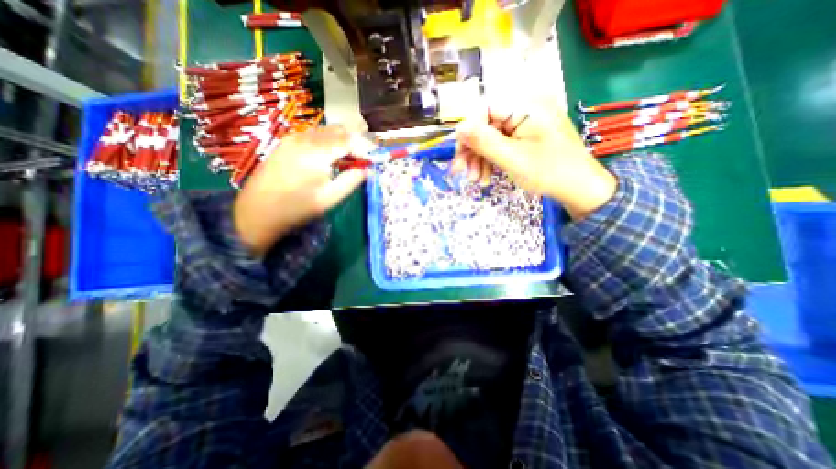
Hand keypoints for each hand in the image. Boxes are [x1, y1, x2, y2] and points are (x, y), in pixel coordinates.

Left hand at [233, 127, 365, 253]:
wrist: (257, 211)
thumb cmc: (297, 208)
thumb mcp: (329, 199)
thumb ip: (352, 181)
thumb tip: (369, 170)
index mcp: (316, 153)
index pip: (349, 141)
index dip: (366, 148)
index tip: (377, 158)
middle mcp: (305, 139)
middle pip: (339, 130)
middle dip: (357, 141)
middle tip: (367, 157)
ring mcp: (293, 137)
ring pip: (327, 130)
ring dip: (344, 140)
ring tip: (353, 157)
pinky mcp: (287, 141)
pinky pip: (315, 134)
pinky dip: (330, 141)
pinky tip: (332, 155)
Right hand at [455, 101, 614, 218]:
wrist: (579, 188)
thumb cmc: (549, 172)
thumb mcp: (512, 158)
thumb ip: (484, 142)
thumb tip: (459, 128)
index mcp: (526, 107)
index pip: (484, 109)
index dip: (468, 132)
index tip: (459, 155)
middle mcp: (524, 110)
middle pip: (486, 125)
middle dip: (472, 151)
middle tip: (461, 172)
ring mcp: (525, 124)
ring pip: (491, 137)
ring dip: (479, 159)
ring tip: (476, 180)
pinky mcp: (525, 137)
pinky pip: (501, 145)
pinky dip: (491, 161)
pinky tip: (486, 176)